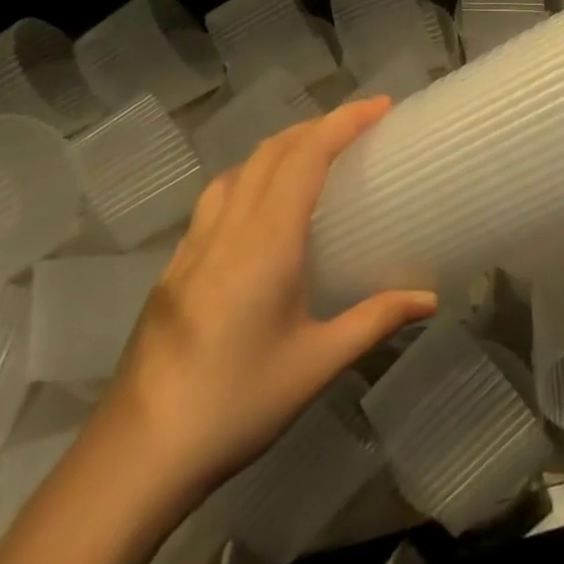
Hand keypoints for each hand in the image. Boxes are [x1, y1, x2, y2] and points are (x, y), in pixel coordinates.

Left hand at [96, 98, 435, 526]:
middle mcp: (228, 230)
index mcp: (265, 243)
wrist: (134, 457)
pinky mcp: (176, 267)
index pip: (306, 157)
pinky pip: (219, 197)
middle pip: (273, 151)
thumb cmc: (234, 406)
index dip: (344, 122)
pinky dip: (253, 176)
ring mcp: (194, 246)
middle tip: (360, 127)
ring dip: (282, 147)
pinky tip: (263, 209)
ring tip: (315, 157)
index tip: (382, 106)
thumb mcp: (316, 365)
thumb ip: (375, 321)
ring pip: (241, 170)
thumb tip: (429, 299)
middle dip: (318, 126)